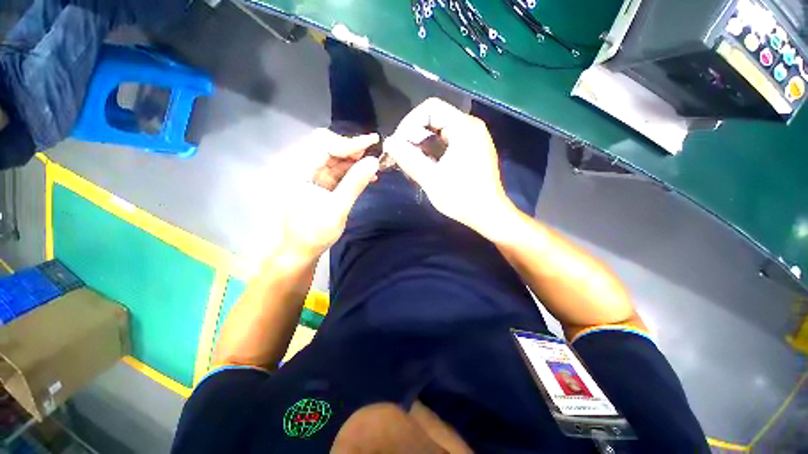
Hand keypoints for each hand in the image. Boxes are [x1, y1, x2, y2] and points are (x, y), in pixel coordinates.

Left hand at [273, 129, 378, 260]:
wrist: (301, 249)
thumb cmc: (315, 232)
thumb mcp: (338, 209)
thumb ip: (355, 183)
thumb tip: (374, 161)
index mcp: (298, 171)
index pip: (324, 144)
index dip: (349, 142)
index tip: (372, 141)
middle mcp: (302, 167)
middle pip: (327, 146)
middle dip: (351, 149)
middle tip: (372, 154)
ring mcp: (310, 175)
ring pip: (334, 158)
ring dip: (354, 160)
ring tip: (372, 165)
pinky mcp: (318, 183)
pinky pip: (336, 171)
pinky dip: (351, 171)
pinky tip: (366, 176)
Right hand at [384, 98, 515, 236]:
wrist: (488, 215)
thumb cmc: (461, 197)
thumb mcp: (431, 179)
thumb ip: (408, 158)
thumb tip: (388, 142)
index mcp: (464, 128)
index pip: (430, 108)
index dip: (409, 123)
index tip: (399, 144)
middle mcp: (470, 127)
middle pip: (434, 119)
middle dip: (414, 136)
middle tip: (401, 157)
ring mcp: (473, 139)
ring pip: (439, 132)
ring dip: (422, 146)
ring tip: (410, 165)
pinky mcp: (472, 151)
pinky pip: (447, 143)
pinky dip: (433, 152)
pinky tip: (424, 167)